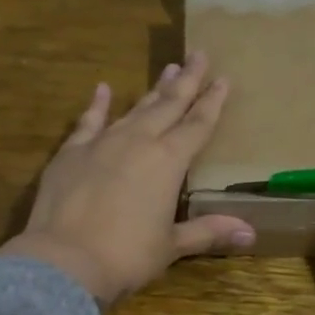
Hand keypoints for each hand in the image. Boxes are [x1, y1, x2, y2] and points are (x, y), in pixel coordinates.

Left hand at [0, 53, 254, 306]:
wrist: (64, 260)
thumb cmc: (126, 256)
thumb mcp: (171, 246)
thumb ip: (208, 232)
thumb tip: (250, 233)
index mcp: (168, 162)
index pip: (198, 125)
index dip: (212, 102)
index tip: (223, 78)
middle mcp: (138, 142)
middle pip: (168, 105)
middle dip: (187, 80)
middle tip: (198, 54)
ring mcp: (102, 143)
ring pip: (134, 109)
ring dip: (152, 90)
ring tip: (168, 69)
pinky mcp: (71, 152)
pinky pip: (88, 121)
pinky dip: (97, 105)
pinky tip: (102, 89)